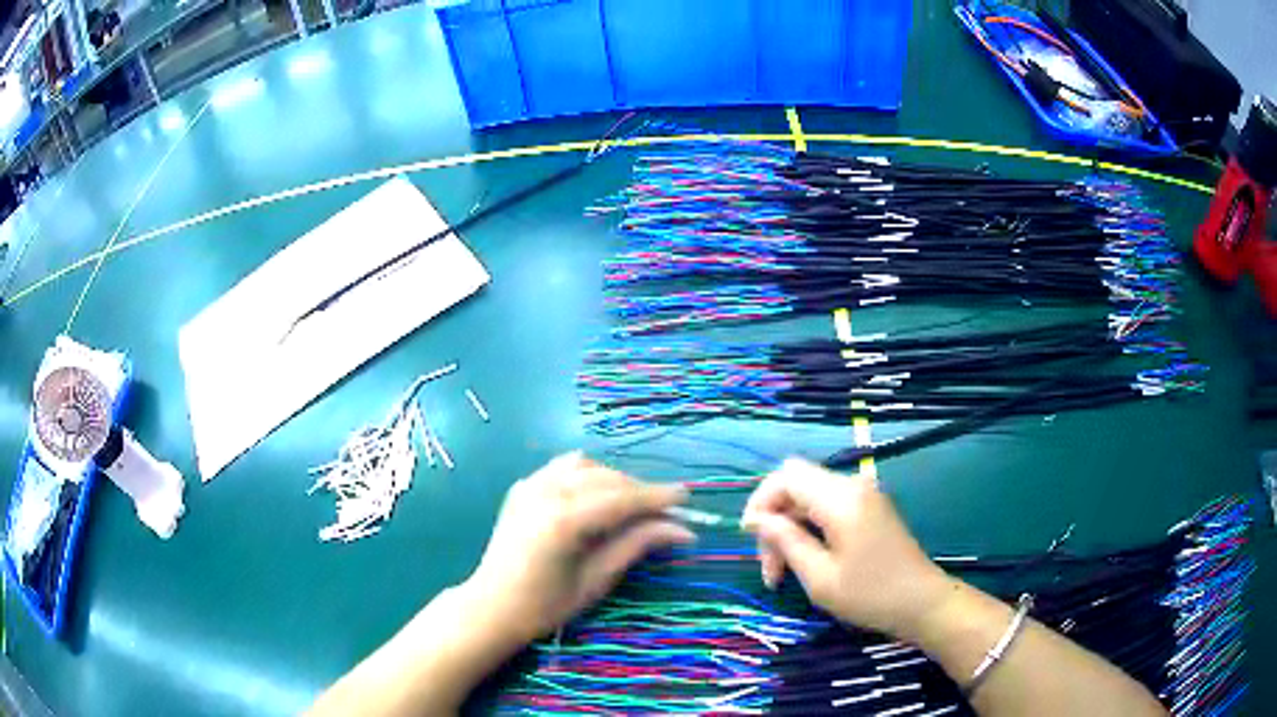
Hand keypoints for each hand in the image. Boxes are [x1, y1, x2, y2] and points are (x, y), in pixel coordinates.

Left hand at [462, 452, 693, 646]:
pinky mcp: (523, 486)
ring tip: (631, 506)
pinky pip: (564, 468)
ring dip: (614, 480)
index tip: (688, 497)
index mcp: (564, 519)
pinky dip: (588, 476)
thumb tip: (682, 530)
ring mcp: (531, 484)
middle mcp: (546, 491)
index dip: (658, 496)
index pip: (622, 498)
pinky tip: (596, 498)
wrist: (493, 606)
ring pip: (587, 466)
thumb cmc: (546, 604)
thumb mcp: (597, 579)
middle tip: (666, 512)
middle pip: (607, 478)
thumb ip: (638, 545)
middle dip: (640, 491)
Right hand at [742, 458, 953, 639]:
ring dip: (790, 528)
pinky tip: (807, 559)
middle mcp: (853, 485)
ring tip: (783, 573)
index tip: (750, 538)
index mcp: (840, 498)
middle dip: (775, 521)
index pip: (786, 475)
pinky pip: (828, 505)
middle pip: (796, 485)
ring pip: (809, 496)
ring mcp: (865, 495)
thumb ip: (786, 541)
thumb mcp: (819, 576)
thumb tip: (757, 519)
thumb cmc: (870, 594)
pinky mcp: (870, 508)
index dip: (761, 501)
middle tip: (770, 570)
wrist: (922, 602)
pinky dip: (810, 527)